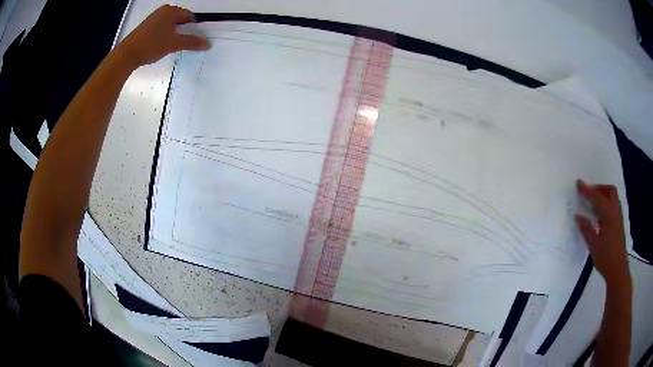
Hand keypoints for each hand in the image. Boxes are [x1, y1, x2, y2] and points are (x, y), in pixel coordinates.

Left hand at [116, 5, 209, 67]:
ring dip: (172, 36)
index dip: (193, 29)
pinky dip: (163, 37)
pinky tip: (159, 47)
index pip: (189, 17)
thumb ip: (191, 42)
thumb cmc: (152, 45)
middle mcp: (162, 11)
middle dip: (182, 32)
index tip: (192, 40)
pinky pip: (160, 30)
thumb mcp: (174, 44)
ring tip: (170, 47)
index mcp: (171, 11)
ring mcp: (153, 19)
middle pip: (179, 21)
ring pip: (169, 26)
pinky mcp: (145, 28)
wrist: (127, 55)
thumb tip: (207, 44)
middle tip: (181, 45)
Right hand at [575, 180, 630, 288]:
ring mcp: (618, 217)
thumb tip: (577, 216)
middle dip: (599, 188)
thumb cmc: (605, 258)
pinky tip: (600, 214)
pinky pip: (613, 205)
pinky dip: (606, 203)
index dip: (587, 190)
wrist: (618, 270)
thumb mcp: (593, 245)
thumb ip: (586, 229)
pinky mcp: (619, 223)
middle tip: (589, 193)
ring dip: (603, 194)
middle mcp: (615, 211)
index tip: (578, 183)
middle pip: (609, 191)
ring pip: (612, 197)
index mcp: (608, 215)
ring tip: (593, 202)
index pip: (596, 198)